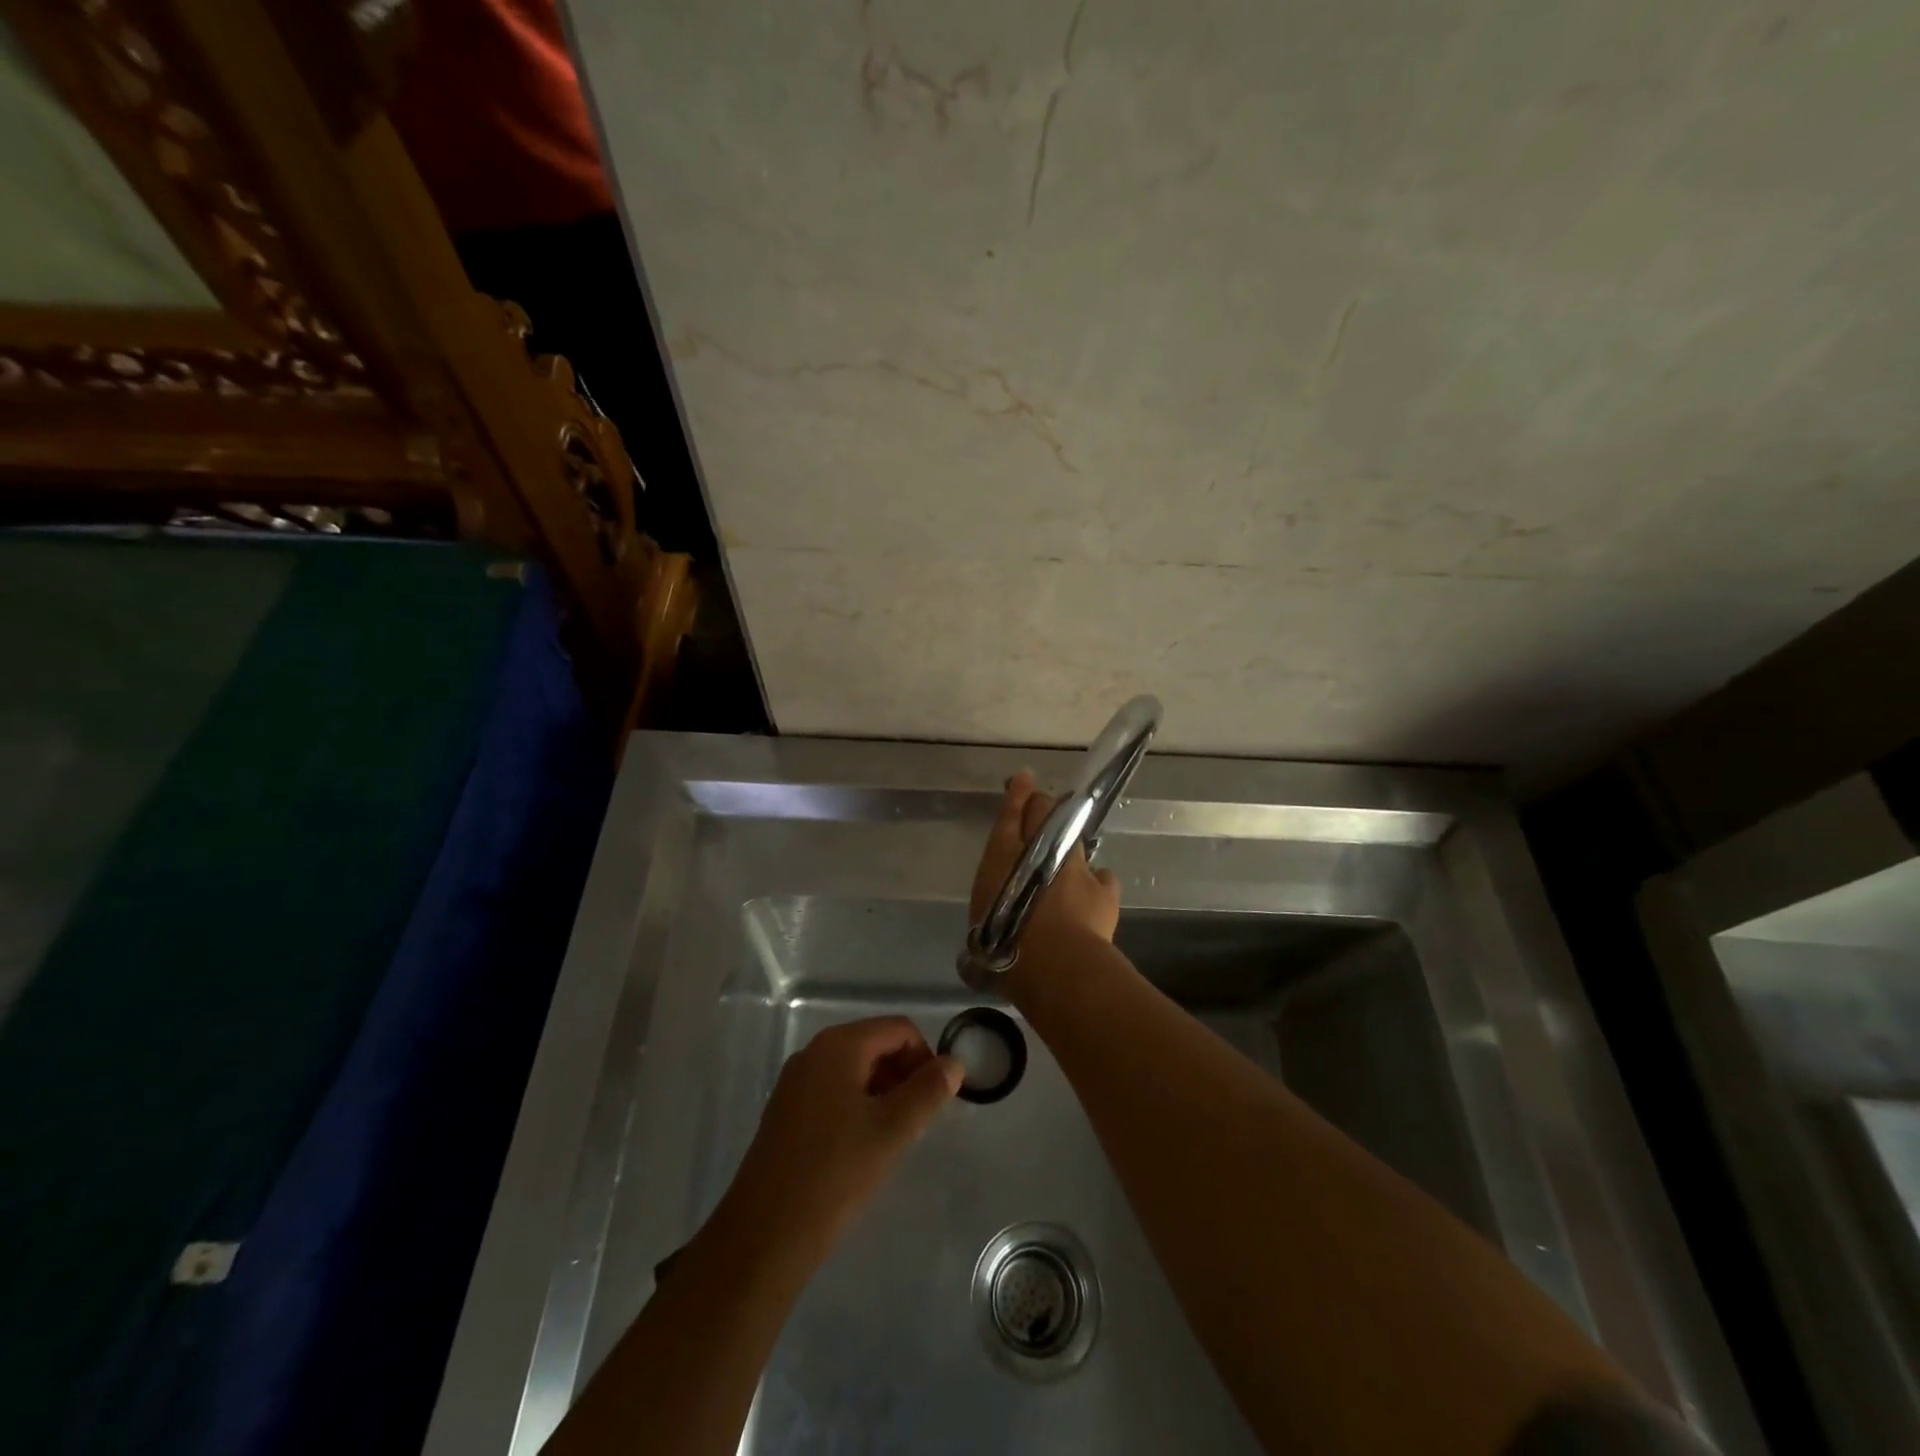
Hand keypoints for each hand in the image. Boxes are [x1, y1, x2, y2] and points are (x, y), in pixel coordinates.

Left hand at [717, 1017, 961, 1267]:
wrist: (764, 1235)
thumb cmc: (835, 1174)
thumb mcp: (892, 1130)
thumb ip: (928, 1091)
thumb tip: (954, 1063)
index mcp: (838, 1045)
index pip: (899, 1029)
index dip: (926, 1058)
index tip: (936, 1100)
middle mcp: (814, 1052)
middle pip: (876, 1044)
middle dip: (904, 1075)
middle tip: (918, 1122)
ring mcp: (796, 1081)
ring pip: (855, 1069)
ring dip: (883, 1093)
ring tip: (893, 1138)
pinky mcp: (786, 1111)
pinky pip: (834, 1091)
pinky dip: (858, 1106)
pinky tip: (862, 1148)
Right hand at [971, 769, 1121, 956]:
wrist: (1055, 961)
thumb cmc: (1003, 941)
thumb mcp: (984, 916)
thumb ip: (994, 895)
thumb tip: (1000, 897)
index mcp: (1004, 854)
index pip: (1012, 814)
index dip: (1018, 794)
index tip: (1023, 779)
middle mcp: (1041, 850)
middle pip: (1045, 813)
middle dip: (1043, 803)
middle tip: (1043, 804)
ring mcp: (1076, 866)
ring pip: (1075, 837)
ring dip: (1070, 837)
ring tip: (1068, 845)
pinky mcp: (1104, 888)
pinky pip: (1102, 876)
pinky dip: (1097, 879)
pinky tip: (1096, 886)